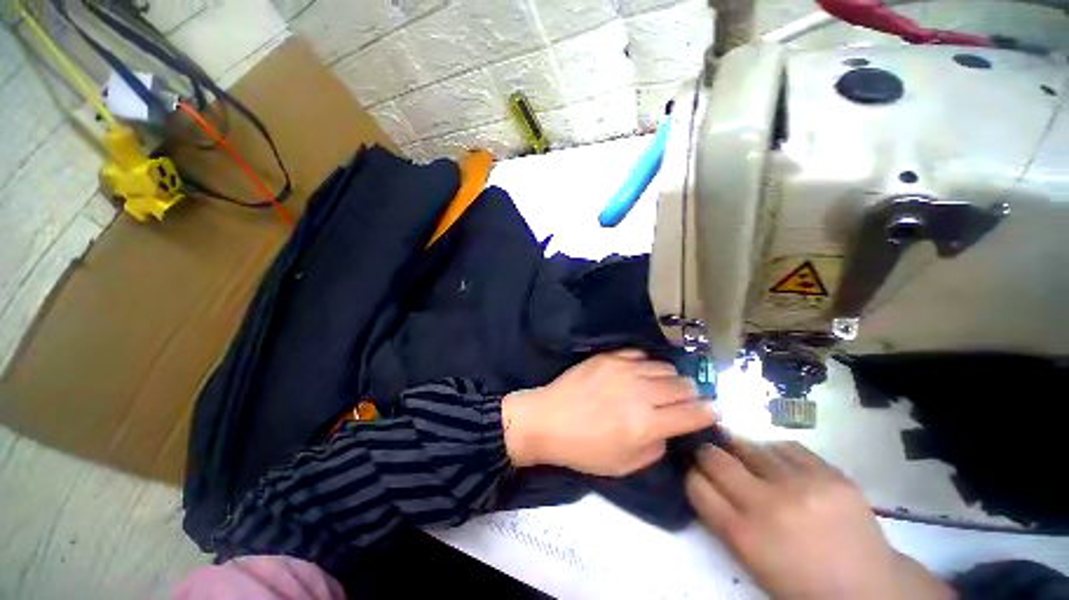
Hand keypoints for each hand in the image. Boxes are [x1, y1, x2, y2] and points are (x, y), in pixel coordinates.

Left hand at [502, 349, 715, 476]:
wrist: (548, 419)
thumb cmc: (584, 449)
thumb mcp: (625, 464)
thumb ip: (656, 446)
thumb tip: (669, 428)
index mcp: (647, 424)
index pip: (693, 413)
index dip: (709, 412)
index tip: (713, 411)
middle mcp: (640, 392)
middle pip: (683, 385)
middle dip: (691, 394)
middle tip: (684, 400)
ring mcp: (623, 369)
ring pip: (665, 367)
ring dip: (670, 378)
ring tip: (661, 386)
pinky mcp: (608, 357)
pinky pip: (640, 354)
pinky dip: (646, 364)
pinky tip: (640, 372)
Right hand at [686, 439, 954, 599]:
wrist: (869, 589)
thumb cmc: (801, 583)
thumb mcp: (752, 561)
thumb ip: (723, 519)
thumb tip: (704, 479)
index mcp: (744, 536)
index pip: (696, 485)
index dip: (692, 475)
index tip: (696, 472)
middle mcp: (767, 505)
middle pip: (714, 459)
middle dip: (707, 454)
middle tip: (712, 455)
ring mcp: (801, 486)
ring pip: (749, 446)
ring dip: (741, 451)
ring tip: (748, 459)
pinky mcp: (830, 474)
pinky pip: (786, 446)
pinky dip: (776, 452)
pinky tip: (781, 464)